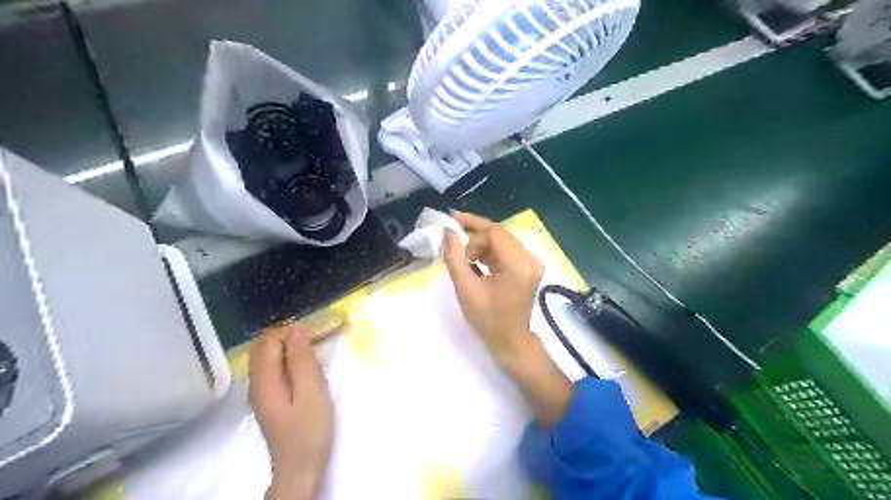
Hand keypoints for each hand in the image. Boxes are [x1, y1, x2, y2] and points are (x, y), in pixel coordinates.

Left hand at [249, 325, 332, 499]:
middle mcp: (256, 383)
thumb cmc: (309, 429)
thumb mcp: (311, 391)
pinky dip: (287, 360)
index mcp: (264, 380)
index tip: (315, 334)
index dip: (290, 331)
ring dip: (287, 347)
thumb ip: (302, 360)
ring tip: (313, 351)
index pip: (268, 341)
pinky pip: (272, 369)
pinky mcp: (269, 399)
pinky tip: (305, 368)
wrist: (300, 468)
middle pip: (262, 347)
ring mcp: (261, 392)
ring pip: (266, 357)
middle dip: (287, 336)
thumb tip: (296, 329)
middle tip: (314, 340)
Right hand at [440, 211, 541, 363]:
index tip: (451, 223)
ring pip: (502, 241)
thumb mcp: (466, 289)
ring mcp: (531, 263)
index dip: (472, 224)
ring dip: (480, 244)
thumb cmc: (487, 319)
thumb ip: (455, 258)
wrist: (510, 341)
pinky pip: (505, 250)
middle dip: (474, 233)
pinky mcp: (527, 268)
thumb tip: (448, 233)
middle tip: (452, 233)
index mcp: (518, 265)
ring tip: (463, 256)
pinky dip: (488, 251)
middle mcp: (530, 259)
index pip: (495, 233)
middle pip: (500, 234)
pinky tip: (474, 259)